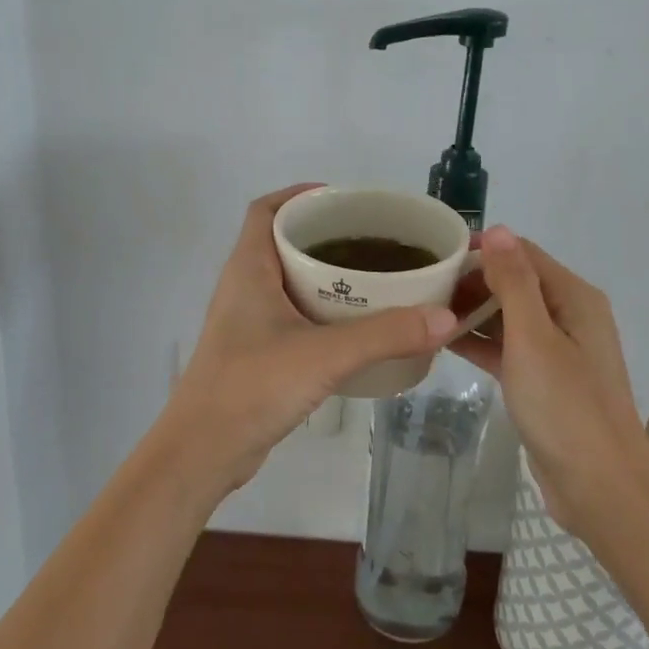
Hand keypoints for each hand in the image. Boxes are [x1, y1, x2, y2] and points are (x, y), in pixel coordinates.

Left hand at [158, 185, 457, 500]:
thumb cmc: (251, 387)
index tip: (343, 199)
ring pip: (289, 280)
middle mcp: (245, 287)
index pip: (266, 210)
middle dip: (325, 234)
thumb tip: (446, 318)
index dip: (300, 195)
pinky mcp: (257, 352)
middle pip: (283, 241)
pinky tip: (356, 326)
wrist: (202, 453)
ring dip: (326, 274)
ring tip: (375, 276)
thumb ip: (385, 335)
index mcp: (249, 269)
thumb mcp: (324, 355)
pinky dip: (322, 310)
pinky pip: (293, 315)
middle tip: (374, 239)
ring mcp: (248, 322)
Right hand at [448, 226, 648, 537]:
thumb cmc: (566, 407)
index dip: (481, 250)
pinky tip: (443, 342)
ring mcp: (557, 351)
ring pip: (508, 317)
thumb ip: (513, 282)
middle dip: (472, 281)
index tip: (434, 257)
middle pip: (515, 282)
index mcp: (574, 298)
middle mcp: (569, 316)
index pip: (522, 254)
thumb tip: (497, 229)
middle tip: (422, 289)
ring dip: (472, 312)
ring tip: (424, 312)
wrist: (600, 489)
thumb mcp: (533, 338)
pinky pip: (507, 348)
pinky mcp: (544, 381)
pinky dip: (480, 342)